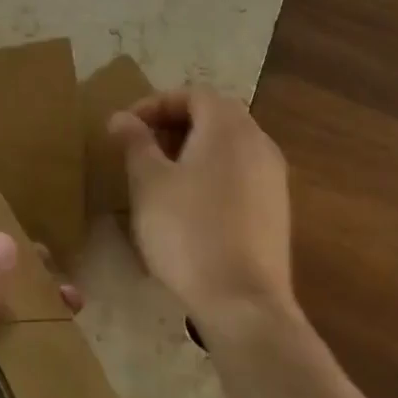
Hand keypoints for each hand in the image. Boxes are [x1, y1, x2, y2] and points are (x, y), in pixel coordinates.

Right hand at [108, 88, 294, 332]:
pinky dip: (213, 173)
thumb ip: (135, 142)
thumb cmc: (187, 230)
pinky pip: (241, 173)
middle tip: (142, 146)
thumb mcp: (148, 182)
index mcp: (228, 127)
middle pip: (215, 116)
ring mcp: (273, 178)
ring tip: (161, 175)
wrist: (243, 303)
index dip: (156, 103)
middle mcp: (258, 143)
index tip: (128, 126)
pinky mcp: (276, 210)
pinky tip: (189, 204)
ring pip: (229, 145)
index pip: (193, 94)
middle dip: (175, 124)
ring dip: (193, 149)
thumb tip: (122, 118)